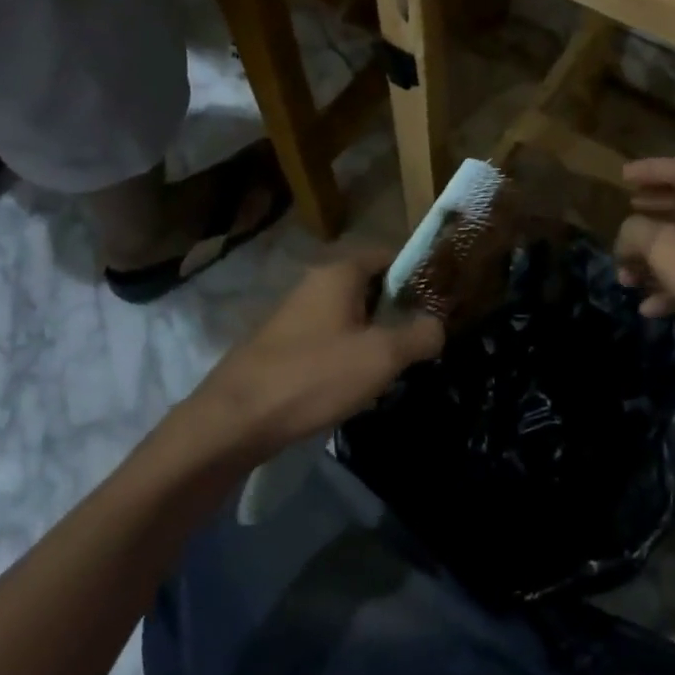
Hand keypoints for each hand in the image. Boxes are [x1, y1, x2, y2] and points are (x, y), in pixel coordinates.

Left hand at [186, 249, 444, 460]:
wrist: (233, 420)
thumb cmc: (313, 376)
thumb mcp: (381, 357)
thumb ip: (420, 335)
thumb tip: (438, 326)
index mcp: (340, 271)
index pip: (391, 254)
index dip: (419, 274)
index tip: (441, 302)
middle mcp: (316, 281)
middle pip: (371, 284)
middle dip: (397, 310)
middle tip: (420, 339)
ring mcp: (295, 312)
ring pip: (349, 314)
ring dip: (372, 335)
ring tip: (392, 367)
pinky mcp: (281, 343)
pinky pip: (327, 336)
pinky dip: (346, 352)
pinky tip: (353, 384)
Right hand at [614, 158, 674, 360]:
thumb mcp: (667, 247)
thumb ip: (637, 233)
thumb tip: (626, 236)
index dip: (649, 169)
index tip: (623, 177)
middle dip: (648, 217)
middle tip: (625, 222)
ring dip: (654, 260)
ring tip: (625, 278)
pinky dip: (672, 288)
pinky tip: (649, 309)